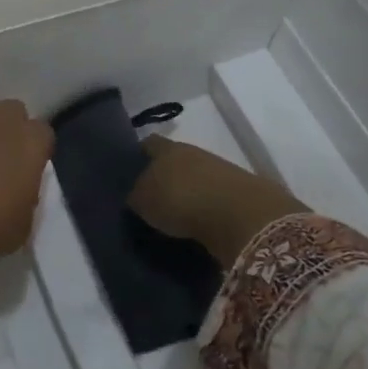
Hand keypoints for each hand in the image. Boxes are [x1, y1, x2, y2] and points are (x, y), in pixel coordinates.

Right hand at [127, 136, 309, 264]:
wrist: (239, 215)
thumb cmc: (180, 199)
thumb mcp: (143, 201)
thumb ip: (134, 196)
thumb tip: (134, 196)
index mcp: (167, 148)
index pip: (148, 144)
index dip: (137, 155)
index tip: (128, 173)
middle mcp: (193, 152)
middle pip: (173, 160)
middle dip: (163, 177)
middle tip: (150, 198)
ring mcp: (219, 170)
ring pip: (194, 178)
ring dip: (186, 193)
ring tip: (174, 216)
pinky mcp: (239, 192)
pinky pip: (212, 198)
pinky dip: (204, 209)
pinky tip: (197, 225)